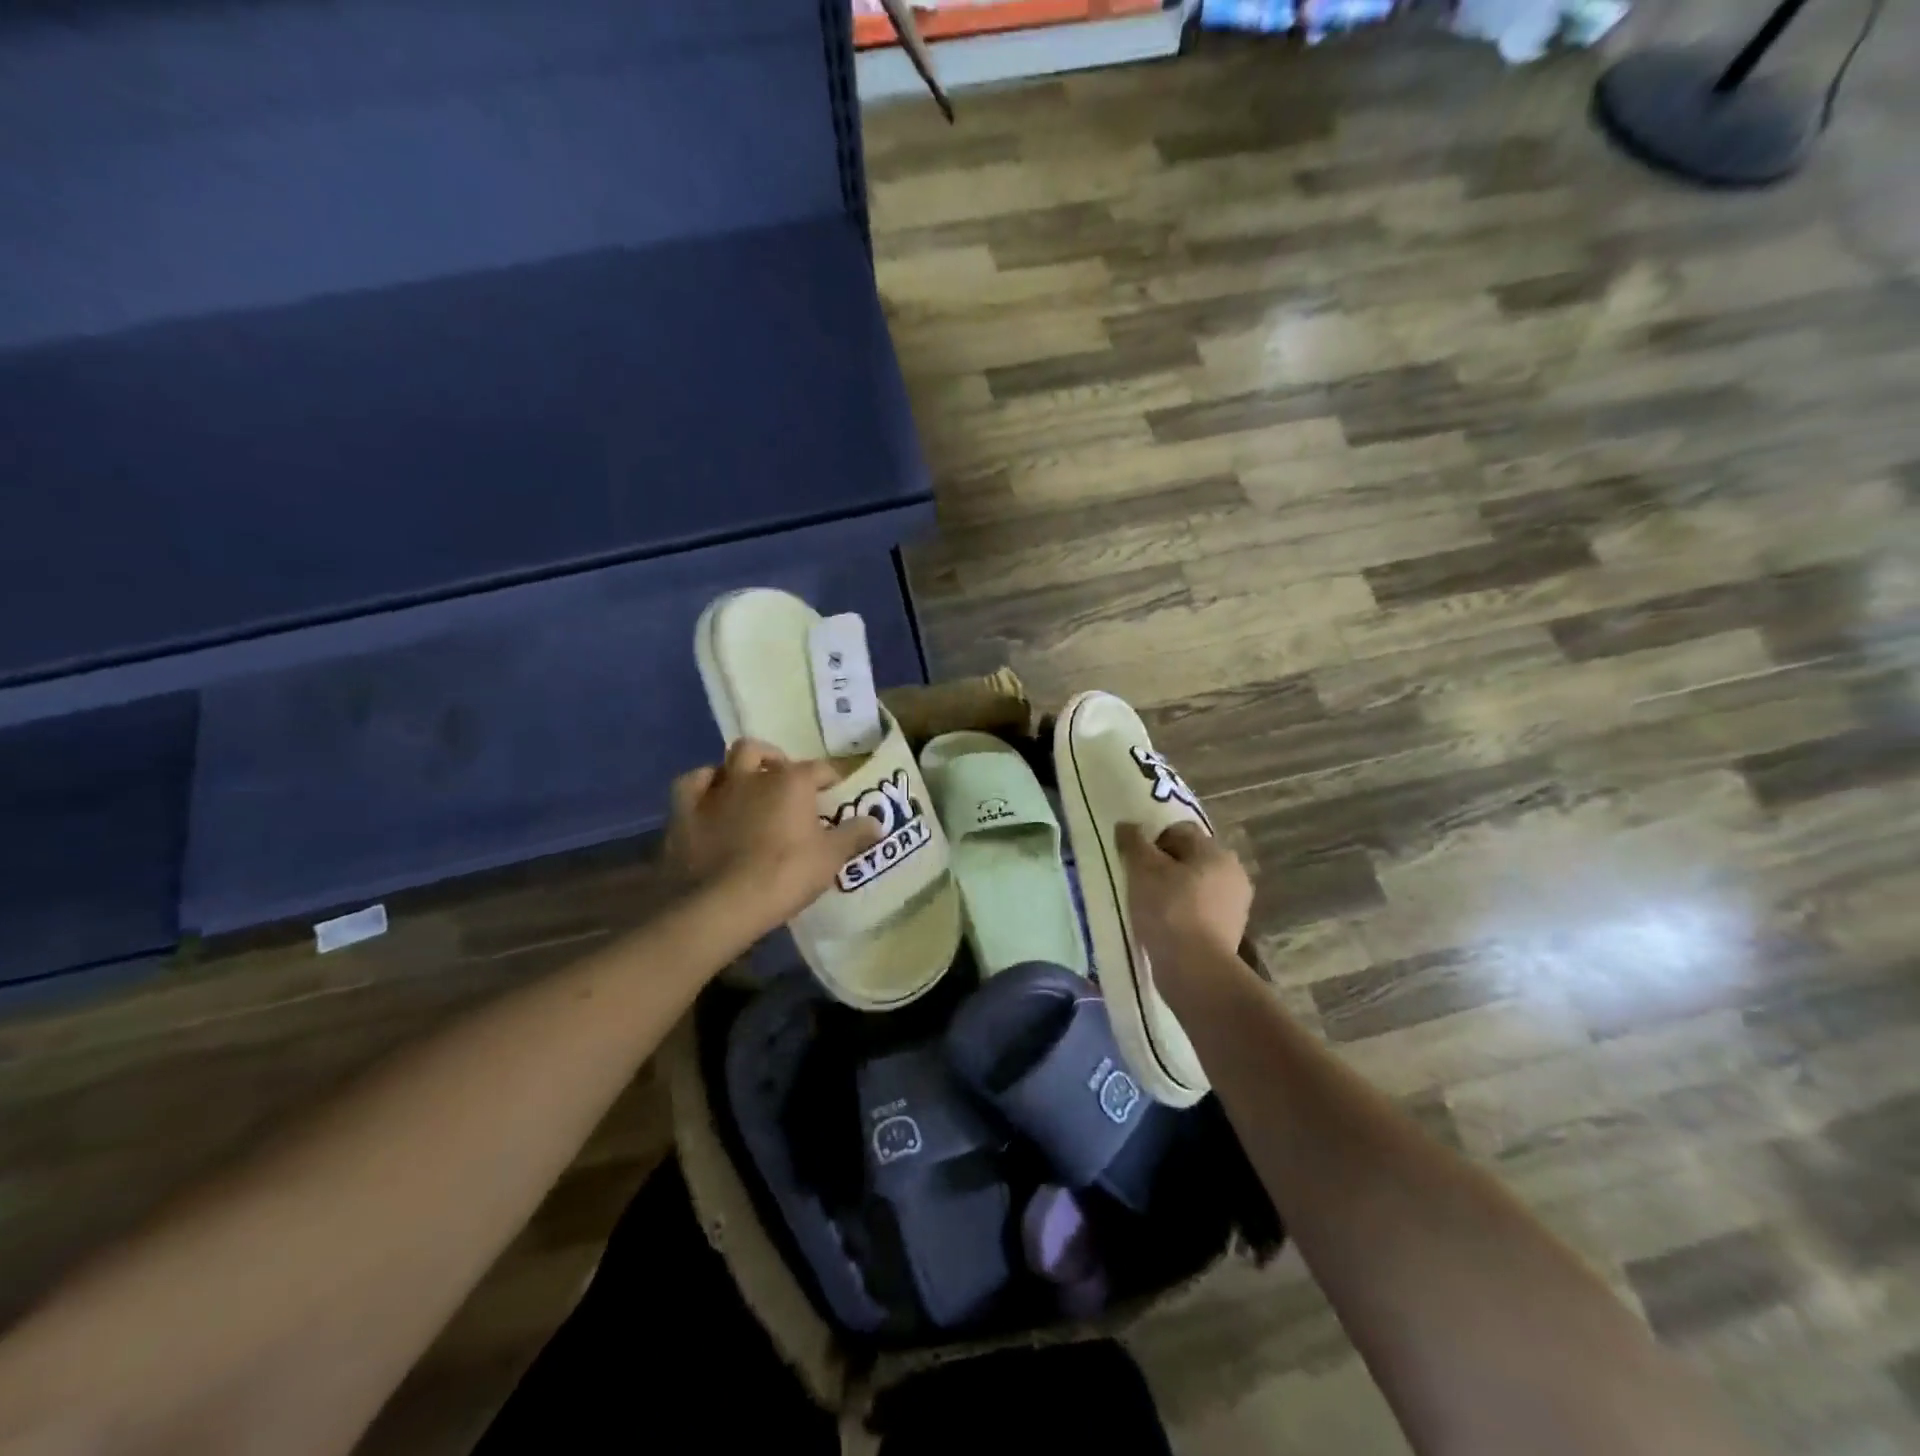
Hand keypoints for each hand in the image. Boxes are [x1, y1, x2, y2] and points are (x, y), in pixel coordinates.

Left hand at [667, 740, 881, 936]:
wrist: (723, 903)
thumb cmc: (785, 875)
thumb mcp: (830, 858)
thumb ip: (854, 835)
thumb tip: (877, 822)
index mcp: (791, 781)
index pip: (818, 768)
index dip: (829, 778)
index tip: (835, 791)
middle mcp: (752, 775)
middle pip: (764, 752)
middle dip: (775, 761)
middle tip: (784, 784)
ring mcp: (714, 790)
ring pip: (726, 760)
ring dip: (738, 768)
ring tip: (747, 787)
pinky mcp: (684, 810)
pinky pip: (691, 783)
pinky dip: (702, 785)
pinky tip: (709, 798)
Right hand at [1116, 822, 1252, 985]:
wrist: (1195, 968)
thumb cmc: (1168, 909)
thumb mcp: (1142, 869)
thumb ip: (1134, 842)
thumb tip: (1127, 825)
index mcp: (1216, 851)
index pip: (1180, 831)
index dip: (1153, 841)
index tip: (1135, 861)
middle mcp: (1233, 872)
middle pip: (1190, 858)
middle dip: (1165, 866)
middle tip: (1140, 882)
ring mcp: (1236, 904)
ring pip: (1196, 885)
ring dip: (1175, 890)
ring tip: (1149, 907)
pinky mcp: (1230, 931)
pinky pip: (1201, 910)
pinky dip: (1183, 913)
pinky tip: (1165, 926)